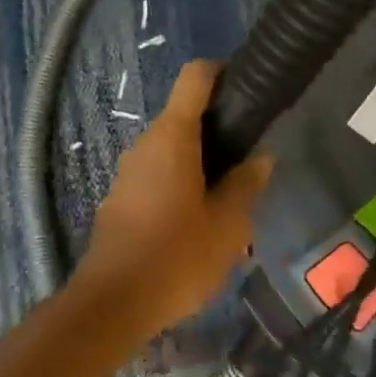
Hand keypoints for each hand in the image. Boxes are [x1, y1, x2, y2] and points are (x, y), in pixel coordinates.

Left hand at [74, 60, 273, 333]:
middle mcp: (145, 144)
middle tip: (250, 159)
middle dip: (219, 129)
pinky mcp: (120, 199)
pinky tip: (198, 220)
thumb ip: (247, 184)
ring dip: (200, 162)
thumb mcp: (228, 224)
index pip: (195, 77)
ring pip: (171, 150)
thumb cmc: (177, 258)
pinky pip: (156, 175)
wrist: (113, 304)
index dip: (222, 72)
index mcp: (173, 138)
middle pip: (184, 115)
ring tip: (230, 196)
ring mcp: (128, 172)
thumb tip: (262, 156)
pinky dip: (180, 183)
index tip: (248, 88)